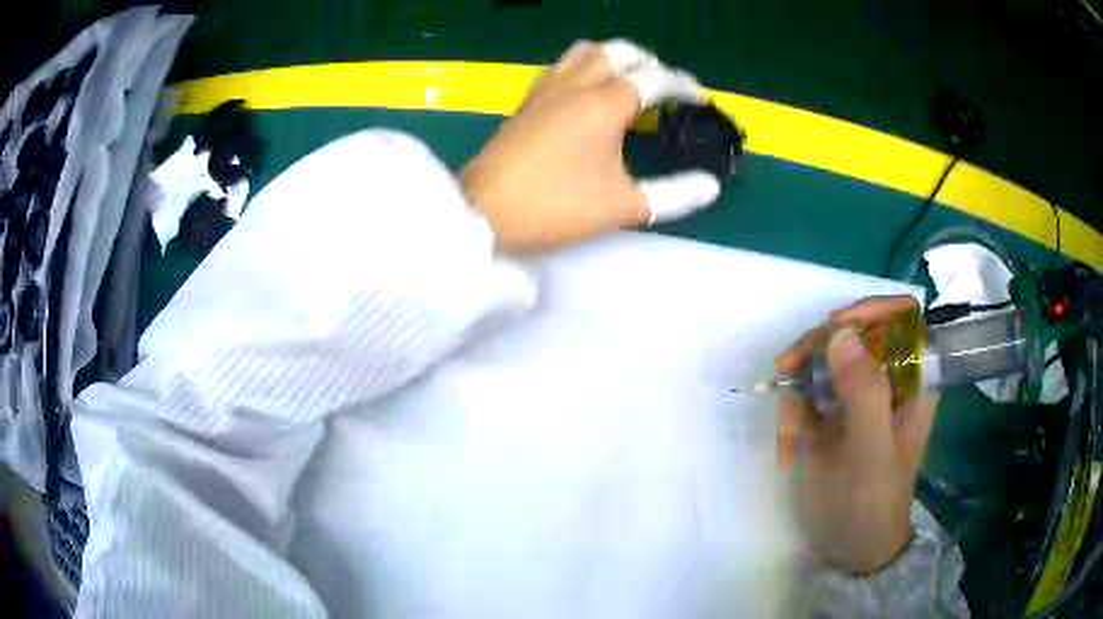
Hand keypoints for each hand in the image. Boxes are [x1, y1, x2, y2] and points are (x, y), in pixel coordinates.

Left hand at [461, 40, 721, 251]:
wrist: (483, 213)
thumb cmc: (555, 208)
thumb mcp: (623, 207)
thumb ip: (673, 196)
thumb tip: (711, 187)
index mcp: (604, 104)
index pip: (653, 78)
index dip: (682, 85)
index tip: (697, 99)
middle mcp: (575, 85)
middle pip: (617, 51)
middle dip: (647, 60)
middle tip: (663, 82)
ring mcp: (546, 90)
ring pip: (584, 52)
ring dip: (611, 57)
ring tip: (626, 78)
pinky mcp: (526, 101)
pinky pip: (559, 67)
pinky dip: (582, 67)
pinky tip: (584, 91)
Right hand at [775, 296, 937, 574]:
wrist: (850, 550)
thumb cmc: (871, 503)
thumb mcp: (870, 452)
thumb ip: (864, 392)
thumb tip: (840, 332)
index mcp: (913, 380)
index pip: (902, 317)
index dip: (872, 309)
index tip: (835, 327)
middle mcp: (887, 379)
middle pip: (854, 331)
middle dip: (818, 349)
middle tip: (788, 370)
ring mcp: (857, 396)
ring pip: (823, 359)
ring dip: (797, 388)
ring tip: (787, 432)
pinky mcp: (832, 414)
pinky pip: (806, 391)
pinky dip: (790, 414)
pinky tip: (786, 449)